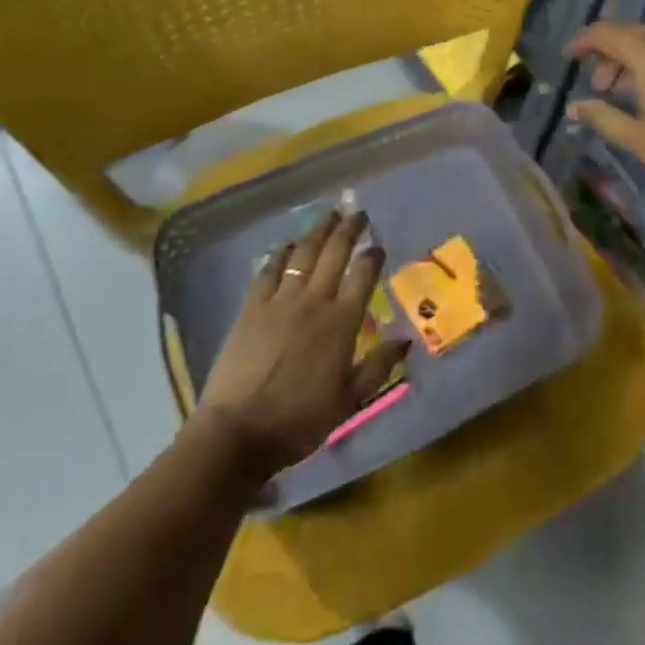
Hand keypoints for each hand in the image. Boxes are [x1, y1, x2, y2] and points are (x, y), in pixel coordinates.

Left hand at [194, 211, 410, 482]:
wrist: (239, 431)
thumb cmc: (299, 420)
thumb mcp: (349, 401)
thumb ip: (378, 367)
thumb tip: (405, 340)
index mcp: (341, 322)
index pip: (363, 275)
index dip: (373, 256)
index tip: (378, 247)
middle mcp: (314, 301)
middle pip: (335, 253)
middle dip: (349, 229)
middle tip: (357, 213)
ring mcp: (280, 300)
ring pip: (303, 253)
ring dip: (318, 231)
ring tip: (328, 215)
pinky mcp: (252, 306)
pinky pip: (269, 269)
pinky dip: (281, 252)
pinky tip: (288, 244)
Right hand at [567, 20, 644, 215]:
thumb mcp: (639, 139)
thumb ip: (602, 117)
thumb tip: (574, 108)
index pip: (606, 33)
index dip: (583, 42)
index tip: (569, 59)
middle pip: (632, 32)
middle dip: (609, 53)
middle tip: (599, 86)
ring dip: (635, 57)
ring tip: (627, 92)